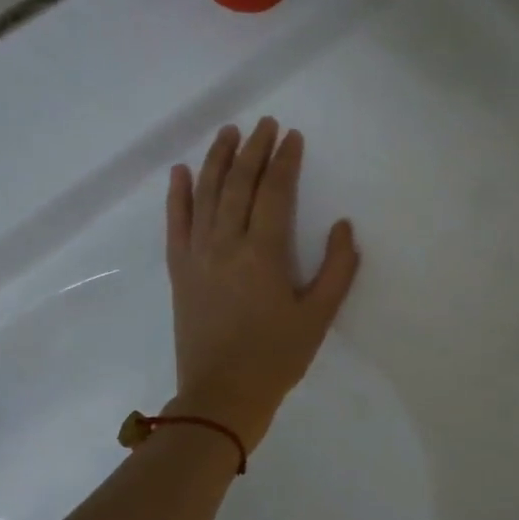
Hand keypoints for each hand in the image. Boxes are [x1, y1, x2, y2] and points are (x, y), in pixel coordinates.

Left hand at [165, 119, 358, 450]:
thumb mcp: (319, 317)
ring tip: (229, 133)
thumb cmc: (277, 357)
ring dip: (218, 160)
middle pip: (239, 184)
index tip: (292, 136)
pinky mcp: (179, 270)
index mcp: (264, 253)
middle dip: (254, 149)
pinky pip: (175, 223)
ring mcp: (197, 255)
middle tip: (265, 124)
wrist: (221, 396)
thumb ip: (336, 269)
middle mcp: (226, 243)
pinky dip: (178, 195)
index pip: (274, 192)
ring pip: (206, 194)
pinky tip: (181, 172)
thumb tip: (343, 227)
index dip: (284, 160)